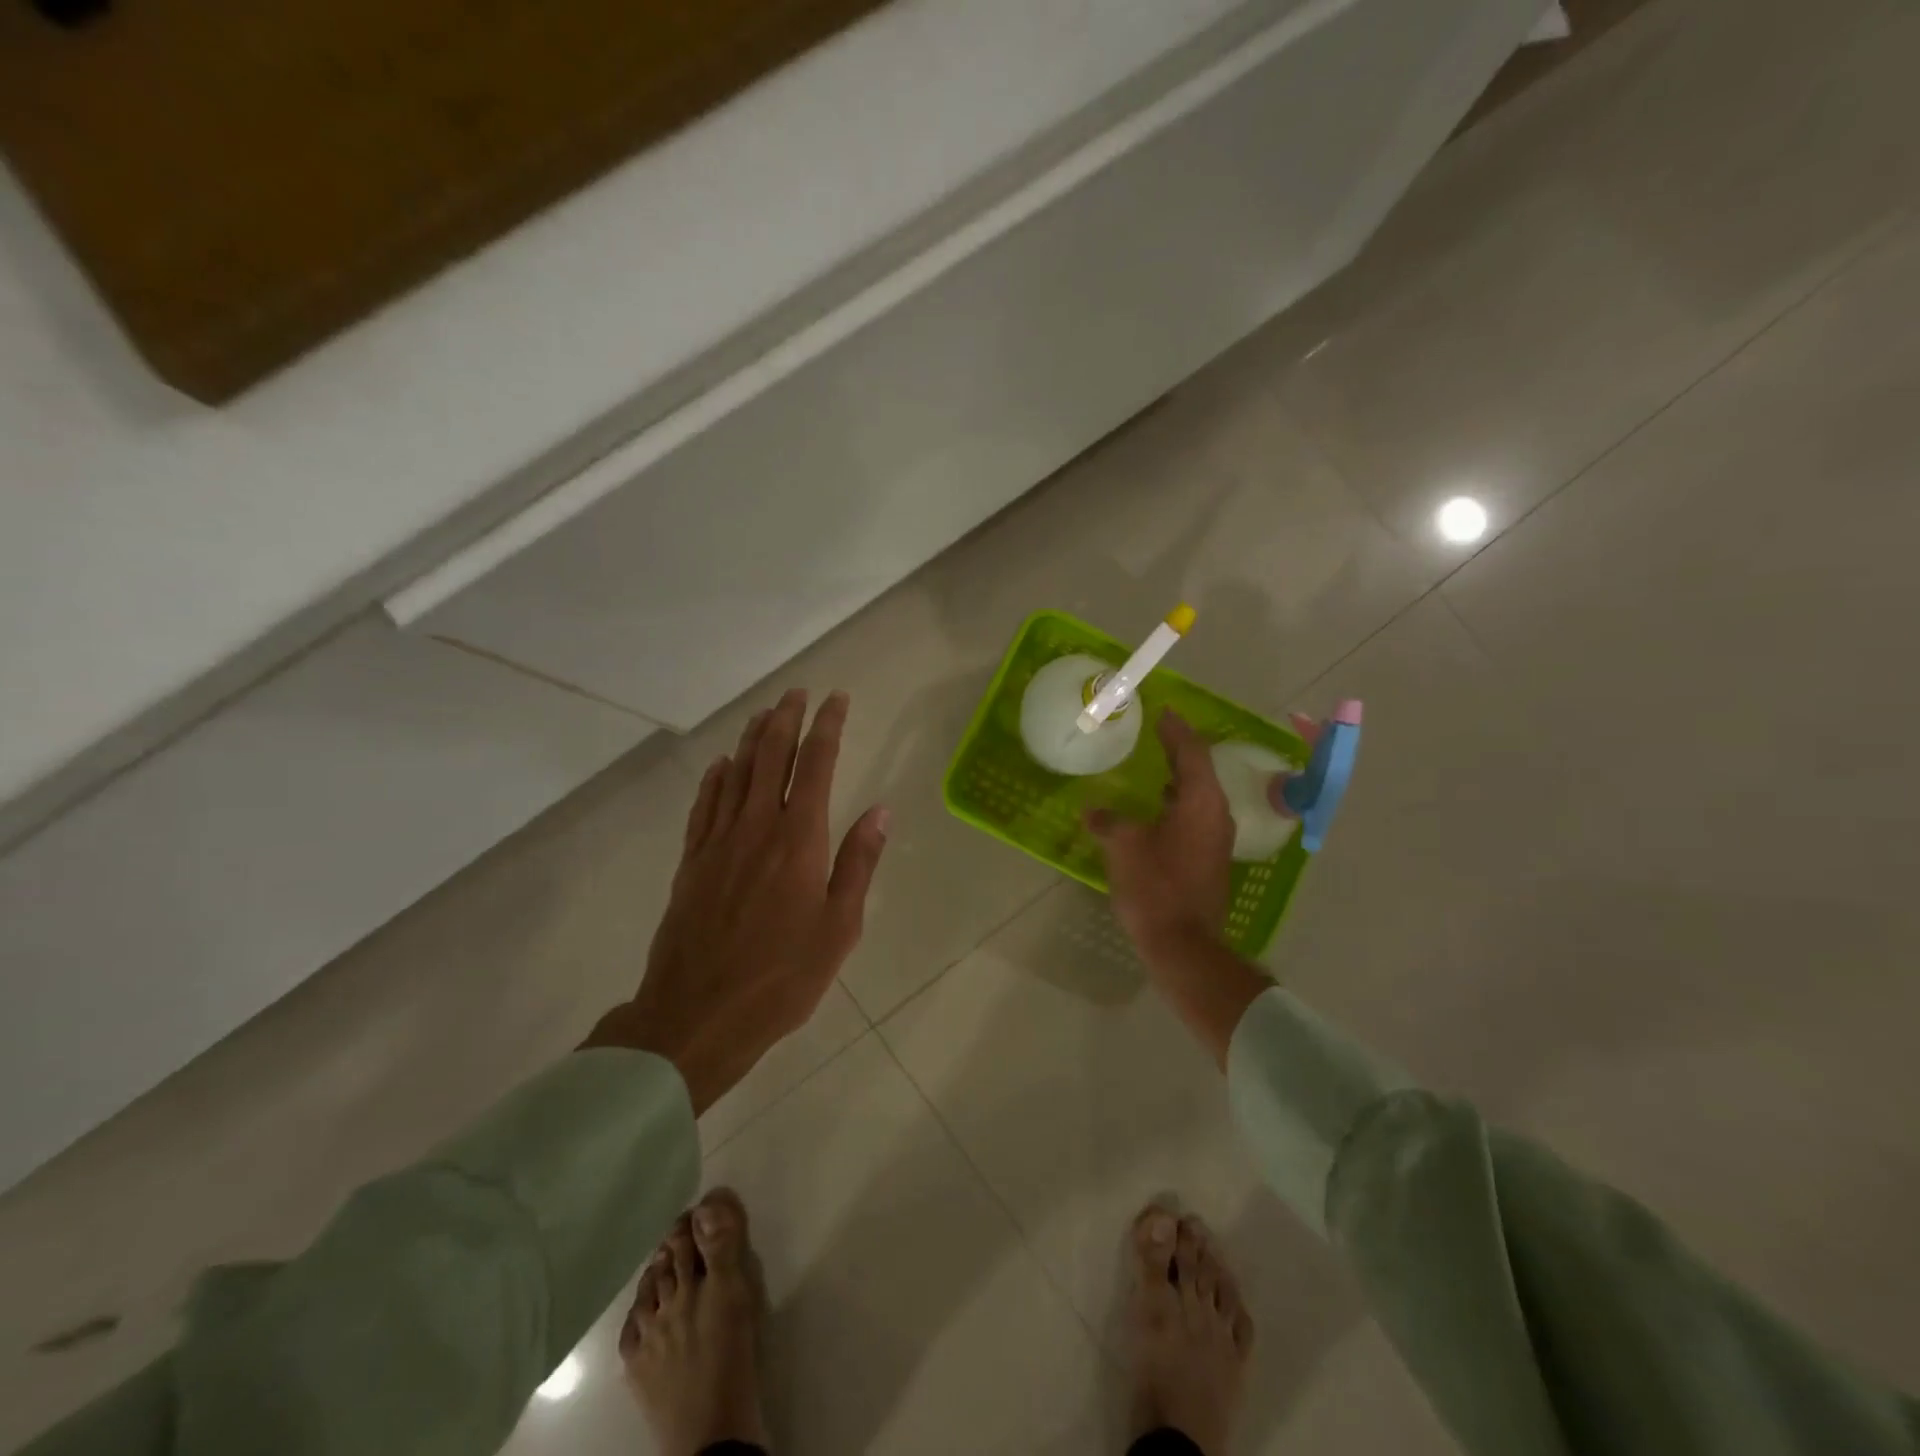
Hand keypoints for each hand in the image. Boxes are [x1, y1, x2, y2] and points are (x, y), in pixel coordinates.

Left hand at [583, 689, 888, 1112]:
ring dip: (751, 739)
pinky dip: (715, 778)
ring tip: (764, 714)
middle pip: (770, 756)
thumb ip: (858, 864)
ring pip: (735, 773)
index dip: (828, 727)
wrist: (697, 1015)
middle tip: (797, 693)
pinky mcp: (692, 862)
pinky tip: (720, 765)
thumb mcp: (839, 927)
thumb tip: (881, 811)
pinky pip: (704, 805)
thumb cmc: (782, 977)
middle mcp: (756, 827)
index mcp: (799, 840)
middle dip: (786, 719)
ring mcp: (718, 842)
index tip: (837, 700)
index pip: (816, 765)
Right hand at [1089, 709, 1234, 957]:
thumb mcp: (1123, 846)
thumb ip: (1109, 820)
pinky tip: (1156, 809)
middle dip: (1178, 750)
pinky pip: (1196, 816)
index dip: (1176, 730)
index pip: (1192, 752)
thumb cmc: (1155, 886)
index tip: (1163, 711)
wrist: (1184, 943)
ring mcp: (1217, 839)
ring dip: (1179, 778)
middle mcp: (1217, 814)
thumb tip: (1094, 810)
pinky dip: (1178, 802)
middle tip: (1157, 732)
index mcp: (1201, 801)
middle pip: (1199, 771)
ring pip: (1199, 795)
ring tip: (1155, 766)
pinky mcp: (1210, 859)